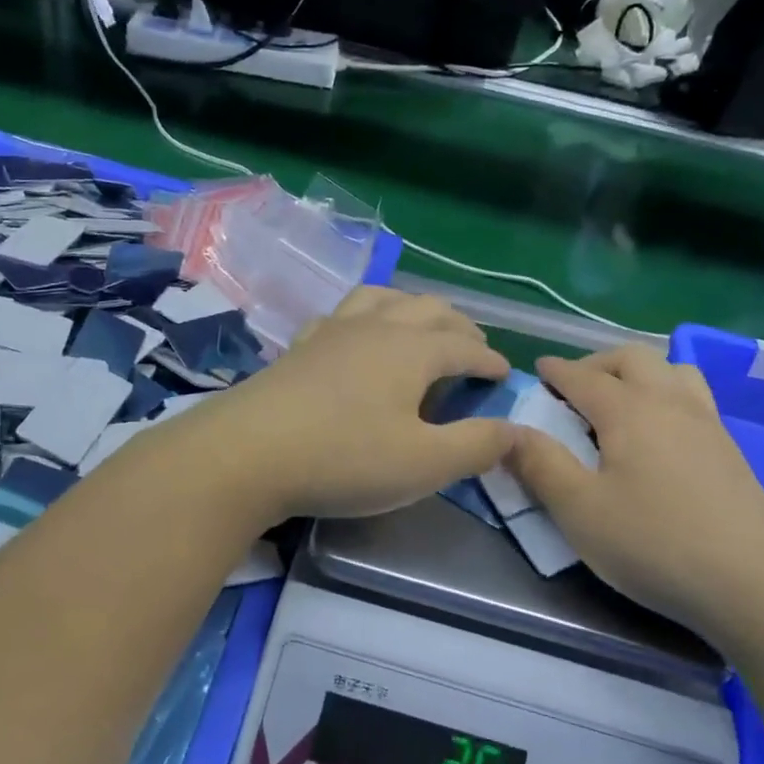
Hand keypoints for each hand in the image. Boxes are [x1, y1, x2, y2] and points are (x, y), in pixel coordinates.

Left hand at [175, 287, 515, 521]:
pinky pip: (341, 314)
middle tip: (473, 349)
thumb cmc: (343, 458)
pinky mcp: (299, 346)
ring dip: (411, 307)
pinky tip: (354, 335)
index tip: (504, 376)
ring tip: (420, 325)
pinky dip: (364, 317)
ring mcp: (333, 331)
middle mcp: (376, 326)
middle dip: (459, 326)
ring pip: (383, 298)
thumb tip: (517, 429)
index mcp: (413, 349)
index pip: (466, 345)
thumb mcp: (423, 464)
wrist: (246, 453)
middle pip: (429, 309)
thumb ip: (476, 445)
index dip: (490, 360)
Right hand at [505, 344, 763, 653]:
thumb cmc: (656, 543)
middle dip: (597, 364)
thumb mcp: (580, 511)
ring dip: (639, 372)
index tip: (537, 370)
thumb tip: (509, 432)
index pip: (583, 376)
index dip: (556, 371)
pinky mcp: (730, 450)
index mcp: (629, 410)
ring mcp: (707, 423)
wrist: (756, 585)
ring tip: (619, 402)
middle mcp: (670, 402)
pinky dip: (667, 393)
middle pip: (632, 359)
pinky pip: (693, 396)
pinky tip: (660, 433)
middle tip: (573, 388)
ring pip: (672, 370)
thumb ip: (540, 465)